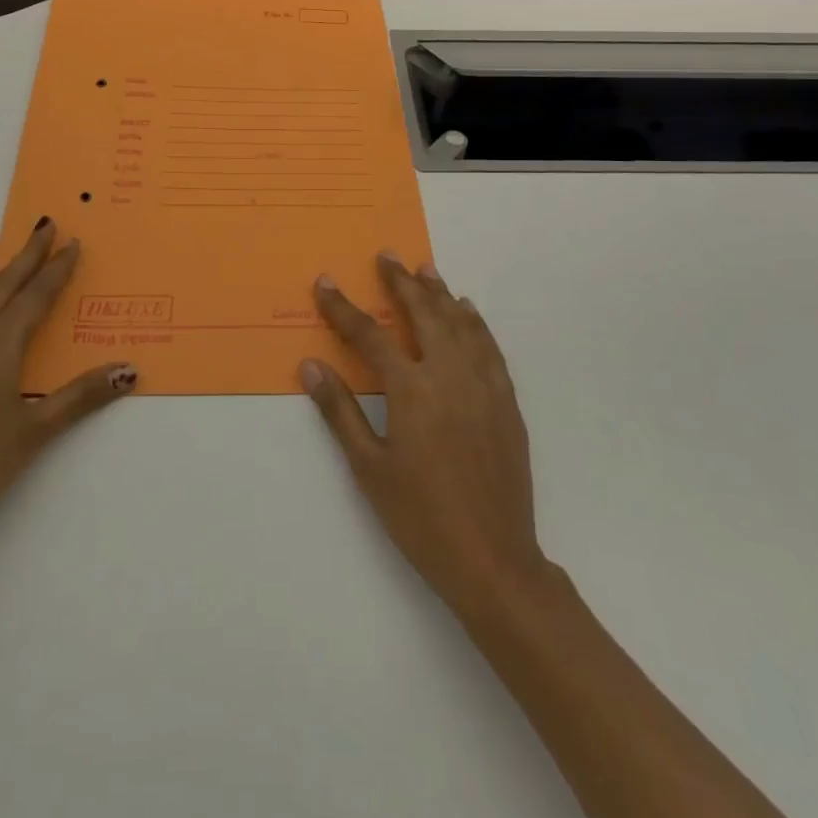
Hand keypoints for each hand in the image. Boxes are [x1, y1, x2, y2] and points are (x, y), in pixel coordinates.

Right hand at [302, 255, 549, 612]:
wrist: (493, 560)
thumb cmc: (420, 517)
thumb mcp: (369, 468)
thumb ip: (340, 411)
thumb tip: (311, 366)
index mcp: (411, 390)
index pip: (370, 335)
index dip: (344, 307)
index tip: (325, 283)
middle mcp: (449, 375)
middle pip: (423, 314)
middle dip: (401, 283)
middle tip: (387, 257)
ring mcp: (483, 386)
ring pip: (460, 323)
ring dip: (440, 293)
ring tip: (425, 269)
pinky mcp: (506, 401)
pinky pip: (489, 347)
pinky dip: (475, 322)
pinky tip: (467, 311)